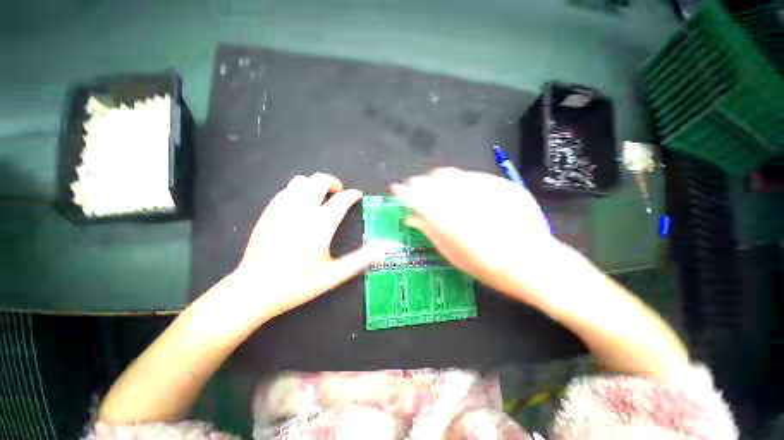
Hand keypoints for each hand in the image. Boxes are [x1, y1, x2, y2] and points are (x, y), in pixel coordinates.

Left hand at [233, 173, 382, 319]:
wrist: (254, 290)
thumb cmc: (297, 284)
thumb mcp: (334, 275)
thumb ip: (361, 259)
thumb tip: (383, 249)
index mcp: (320, 224)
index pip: (341, 199)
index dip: (352, 195)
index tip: (357, 196)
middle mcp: (301, 210)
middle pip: (319, 180)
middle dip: (334, 182)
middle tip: (339, 194)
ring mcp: (281, 209)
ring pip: (301, 181)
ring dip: (315, 185)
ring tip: (321, 198)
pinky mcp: (268, 212)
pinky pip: (286, 190)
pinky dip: (298, 191)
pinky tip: (300, 205)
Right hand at [392, 168, 567, 305]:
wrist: (536, 264)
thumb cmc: (489, 268)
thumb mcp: (454, 255)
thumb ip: (430, 232)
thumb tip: (411, 218)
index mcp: (449, 222)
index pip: (418, 199)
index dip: (404, 192)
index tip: (397, 189)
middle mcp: (465, 201)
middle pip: (432, 181)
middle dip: (419, 183)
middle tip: (415, 189)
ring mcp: (485, 190)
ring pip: (451, 174)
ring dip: (436, 179)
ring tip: (434, 186)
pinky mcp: (502, 185)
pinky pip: (471, 175)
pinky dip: (459, 180)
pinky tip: (459, 188)